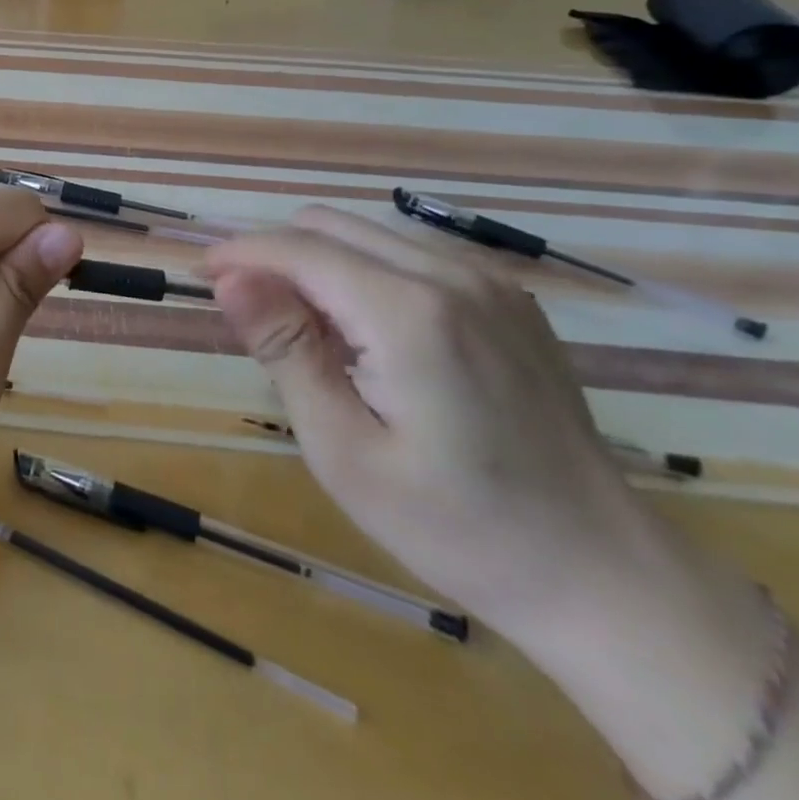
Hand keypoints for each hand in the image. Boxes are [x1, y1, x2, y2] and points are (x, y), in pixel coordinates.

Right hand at [202, 206, 654, 643]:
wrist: (599, 573)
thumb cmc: (453, 525)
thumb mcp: (342, 449)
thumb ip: (285, 350)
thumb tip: (229, 280)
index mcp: (409, 313)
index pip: (298, 248)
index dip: (239, 254)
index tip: (199, 278)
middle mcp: (452, 276)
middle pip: (329, 226)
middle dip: (274, 255)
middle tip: (248, 315)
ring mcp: (489, 282)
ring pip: (367, 234)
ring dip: (317, 263)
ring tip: (306, 333)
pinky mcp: (508, 298)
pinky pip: (409, 254)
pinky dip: (363, 272)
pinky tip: (366, 335)